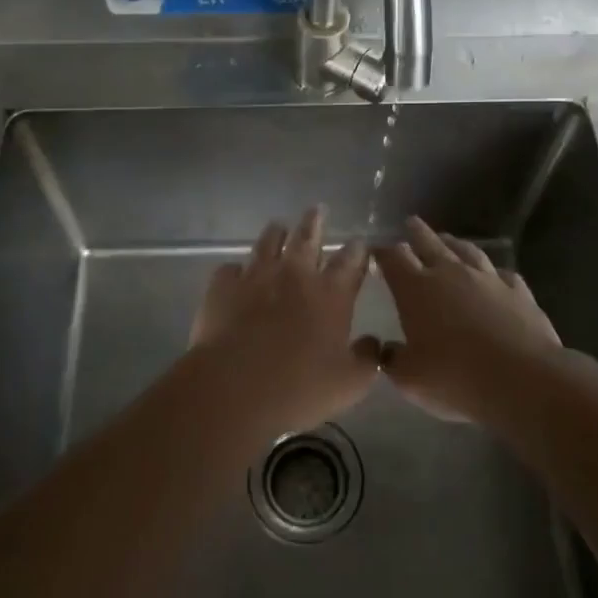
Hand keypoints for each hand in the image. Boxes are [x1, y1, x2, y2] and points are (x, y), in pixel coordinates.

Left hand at [187, 206, 376, 440]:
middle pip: (307, 238)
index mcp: (330, 295)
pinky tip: (236, 274)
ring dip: (276, 233)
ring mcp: (256, 276)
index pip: (350, 262)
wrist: (234, 387)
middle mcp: (295, 275)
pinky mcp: (223, 286)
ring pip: (268, 242)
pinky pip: (231, 269)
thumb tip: (374, 342)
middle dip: (315, 222)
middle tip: (318, 209)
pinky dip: (237, 270)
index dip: (357, 250)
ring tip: (278, 227)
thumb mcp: (350, 384)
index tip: (360, 241)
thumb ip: (368, 359)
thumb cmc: (299, 388)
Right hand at [373, 216, 563, 422]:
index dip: (383, 252)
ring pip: (466, 251)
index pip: (393, 259)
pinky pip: (502, 274)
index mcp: (416, 289)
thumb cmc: (455, 377)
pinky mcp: (518, 291)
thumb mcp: (410, 378)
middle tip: (411, 222)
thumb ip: (394, 360)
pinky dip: (493, 272)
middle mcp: (450, 274)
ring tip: (448, 239)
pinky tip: (495, 275)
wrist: (522, 379)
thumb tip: (387, 350)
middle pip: (429, 243)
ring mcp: (487, 279)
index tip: (376, 251)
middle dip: (417, 232)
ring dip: (454, 243)